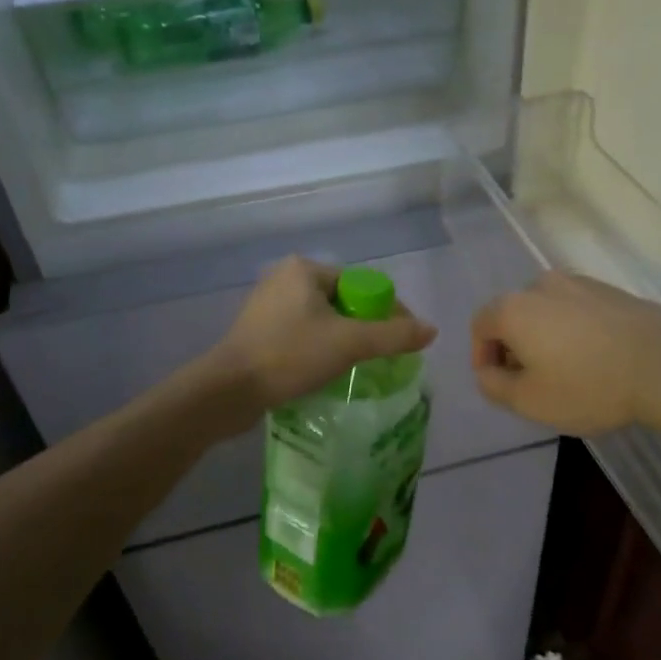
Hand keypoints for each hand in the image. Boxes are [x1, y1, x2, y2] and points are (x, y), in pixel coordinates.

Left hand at [205, 256, 437, 429]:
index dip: (387, 310)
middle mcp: (284, 279)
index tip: (402, 339)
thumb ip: (394, 335)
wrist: (229, 390)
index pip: (360, 284)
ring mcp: (267, 305)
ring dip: (343, 341)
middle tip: (382, 357)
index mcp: (305, 269)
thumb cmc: (290, 356)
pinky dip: (320, 349)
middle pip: (343, 302)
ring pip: (322, 320)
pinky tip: (327, 371)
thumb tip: (431, 330)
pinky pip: (302, 334)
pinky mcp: (258, 331)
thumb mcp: (350, 344)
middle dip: (365, 327)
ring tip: (359, 367)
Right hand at [470, 272, 660, 434]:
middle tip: (530, 381)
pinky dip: (575, 331)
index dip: (482, 356)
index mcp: (514, 307)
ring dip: (546, 337)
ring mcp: (581, 283)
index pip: (481, 325)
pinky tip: (595, 359)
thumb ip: (494, 385)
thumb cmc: (587, 386)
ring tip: (565, 371)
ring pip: (548, 311)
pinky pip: (579, 310)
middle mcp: (542, 285)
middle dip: (514, 346)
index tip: (498, 383)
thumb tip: (488, 371)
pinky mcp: (613, 291)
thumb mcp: (528, 401)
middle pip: (514, 314)